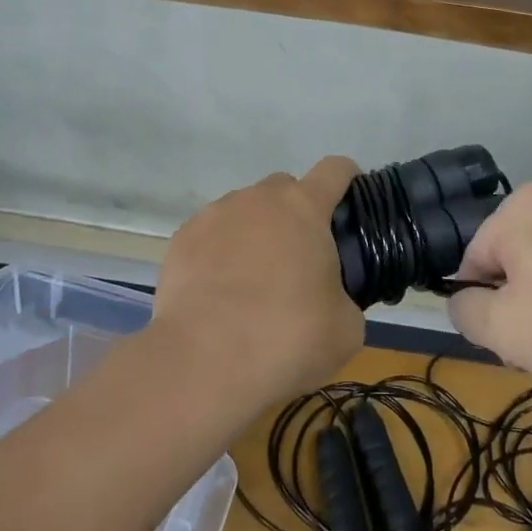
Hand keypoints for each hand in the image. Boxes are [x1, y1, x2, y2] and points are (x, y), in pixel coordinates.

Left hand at [151, 158, 364, 403]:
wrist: (204, 361)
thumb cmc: (287, 336)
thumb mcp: (345, 328)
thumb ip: (344, 298)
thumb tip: (332, 300)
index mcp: (304, 207)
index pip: (334, 169)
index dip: (346, 179)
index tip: (349, 200)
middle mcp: (259, 199)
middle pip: (285, 189)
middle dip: (295, 213)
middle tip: (299, 259)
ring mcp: (216, 214)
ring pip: (245, 211)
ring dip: (255, 233)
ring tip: (251, 281)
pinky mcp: (182, 239)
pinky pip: (211, 235)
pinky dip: (219, 253)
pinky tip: (218, 292)